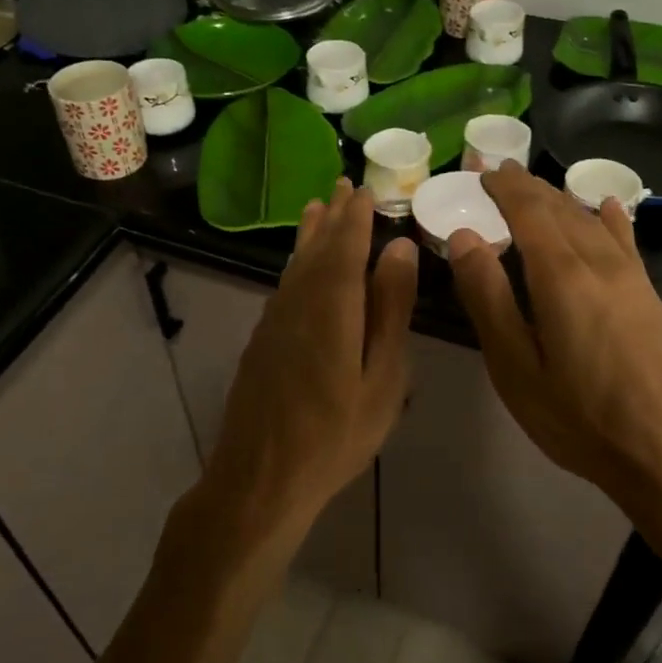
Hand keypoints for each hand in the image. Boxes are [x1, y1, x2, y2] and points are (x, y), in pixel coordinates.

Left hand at [189, 178, 416, 575]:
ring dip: (310, 235)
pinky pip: (284, 286)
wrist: (261, 477)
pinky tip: (300, 267)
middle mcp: (297, 302)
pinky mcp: (262, 341)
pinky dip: (296, 264)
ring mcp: (274, 321)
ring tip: (318, 208)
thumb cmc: (335, 434)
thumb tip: (400, 249)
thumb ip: (390, 310)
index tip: (365, 188)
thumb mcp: (381, 378)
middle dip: (332, 216)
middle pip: (316, 248)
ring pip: (295, 265)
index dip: (357, 216)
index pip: (346, 245)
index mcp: (331, 306)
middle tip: (342, 185)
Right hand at [446, 165, 661, 519]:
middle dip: (529, 188)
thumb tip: (464, 238)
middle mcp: (600, 264)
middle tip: (500, 174)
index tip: (483, 173)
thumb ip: (488, 299)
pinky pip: (626, 241)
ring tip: (537, 189)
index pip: (530, 212)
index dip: (505, 189)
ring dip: (561, 200)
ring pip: (592, 222)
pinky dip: (609, 219)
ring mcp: (633, 279)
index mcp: (562, 278)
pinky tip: (606, 207)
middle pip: (561, 210)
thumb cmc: (579, 418)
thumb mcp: (516, 368)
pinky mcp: (651, 298)